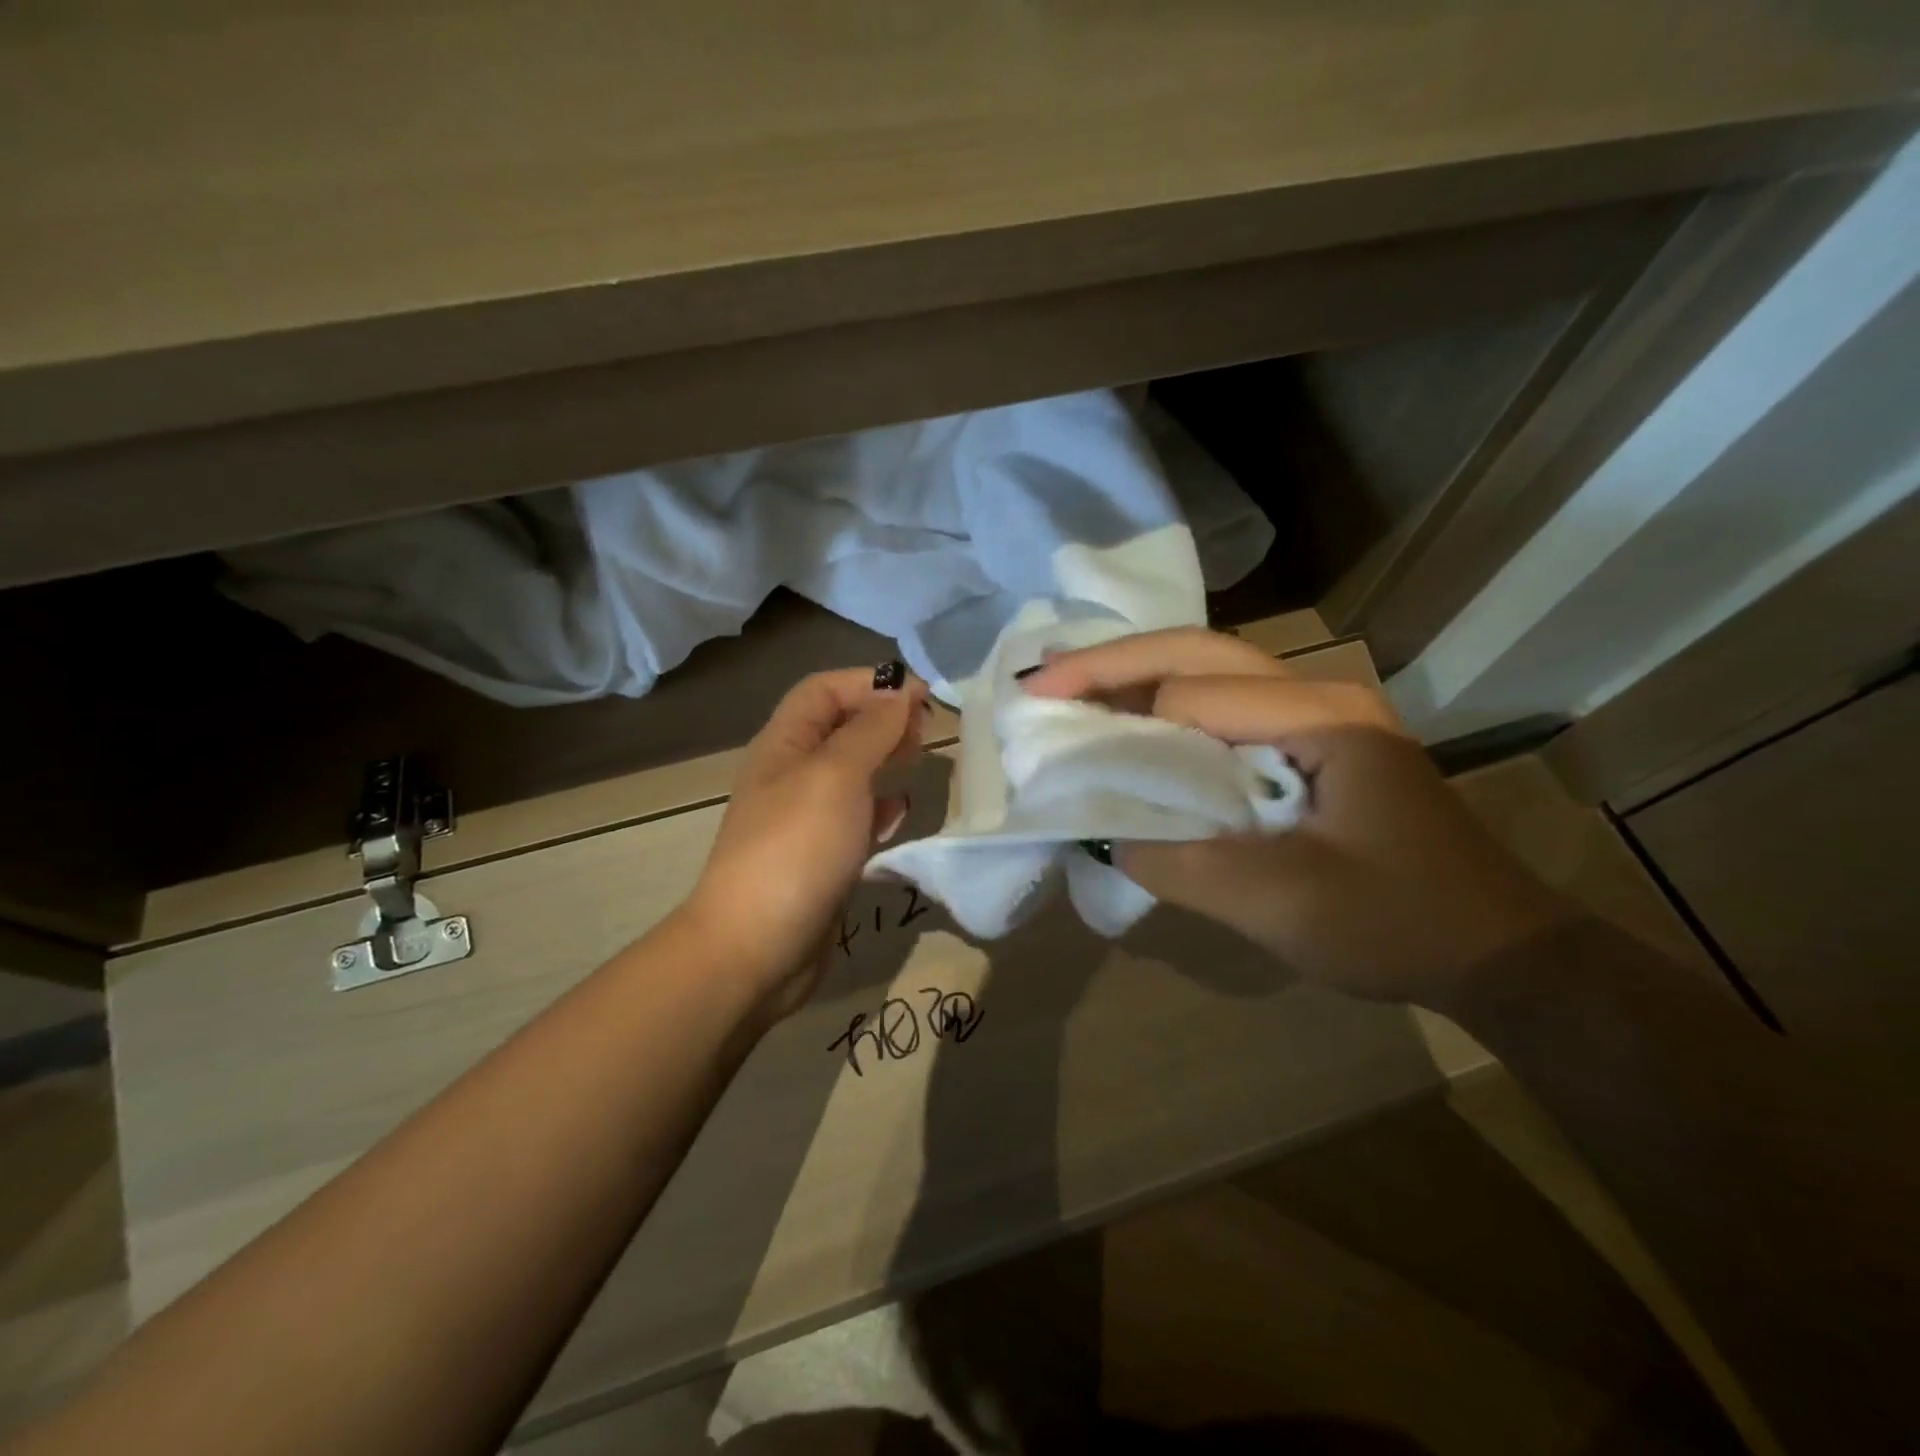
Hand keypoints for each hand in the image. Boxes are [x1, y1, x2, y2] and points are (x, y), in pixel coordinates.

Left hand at [682, 665, 927, 1021]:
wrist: (756, 947)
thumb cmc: (796, 848)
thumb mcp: (836, 775)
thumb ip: (871, 731)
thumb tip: (900, 695)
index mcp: (783, 744)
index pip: (823, 690)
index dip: (869, 682)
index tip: (921, 695)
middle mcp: (790, 775)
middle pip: (838, 728)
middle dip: (882, 718)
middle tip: (927, 728)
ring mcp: (803, 819)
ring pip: (850, 772)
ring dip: (885, 758)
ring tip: (922, 758)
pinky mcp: (820, 857)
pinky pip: (854, 817)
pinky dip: (880, 806)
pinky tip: (902, 811)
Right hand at [1022, 628, 1573, 1005]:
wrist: (1499, 952)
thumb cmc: (1398, 925)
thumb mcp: (1281, 904)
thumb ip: (1182, 863)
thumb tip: (1106, 830)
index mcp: (1320, 718)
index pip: (1195, 693)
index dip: (1119, 715)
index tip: (1053, 738)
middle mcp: (1318, 694)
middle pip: (1199, 652)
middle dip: (1114, 662)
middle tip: (1043, 679)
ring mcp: (1319, 715)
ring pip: (1210, 670)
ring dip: (1137, 675)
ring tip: (1071, 684)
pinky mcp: (1313, 743)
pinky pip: (1225, 708)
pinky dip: (1167, 709)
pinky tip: (1131, 722)